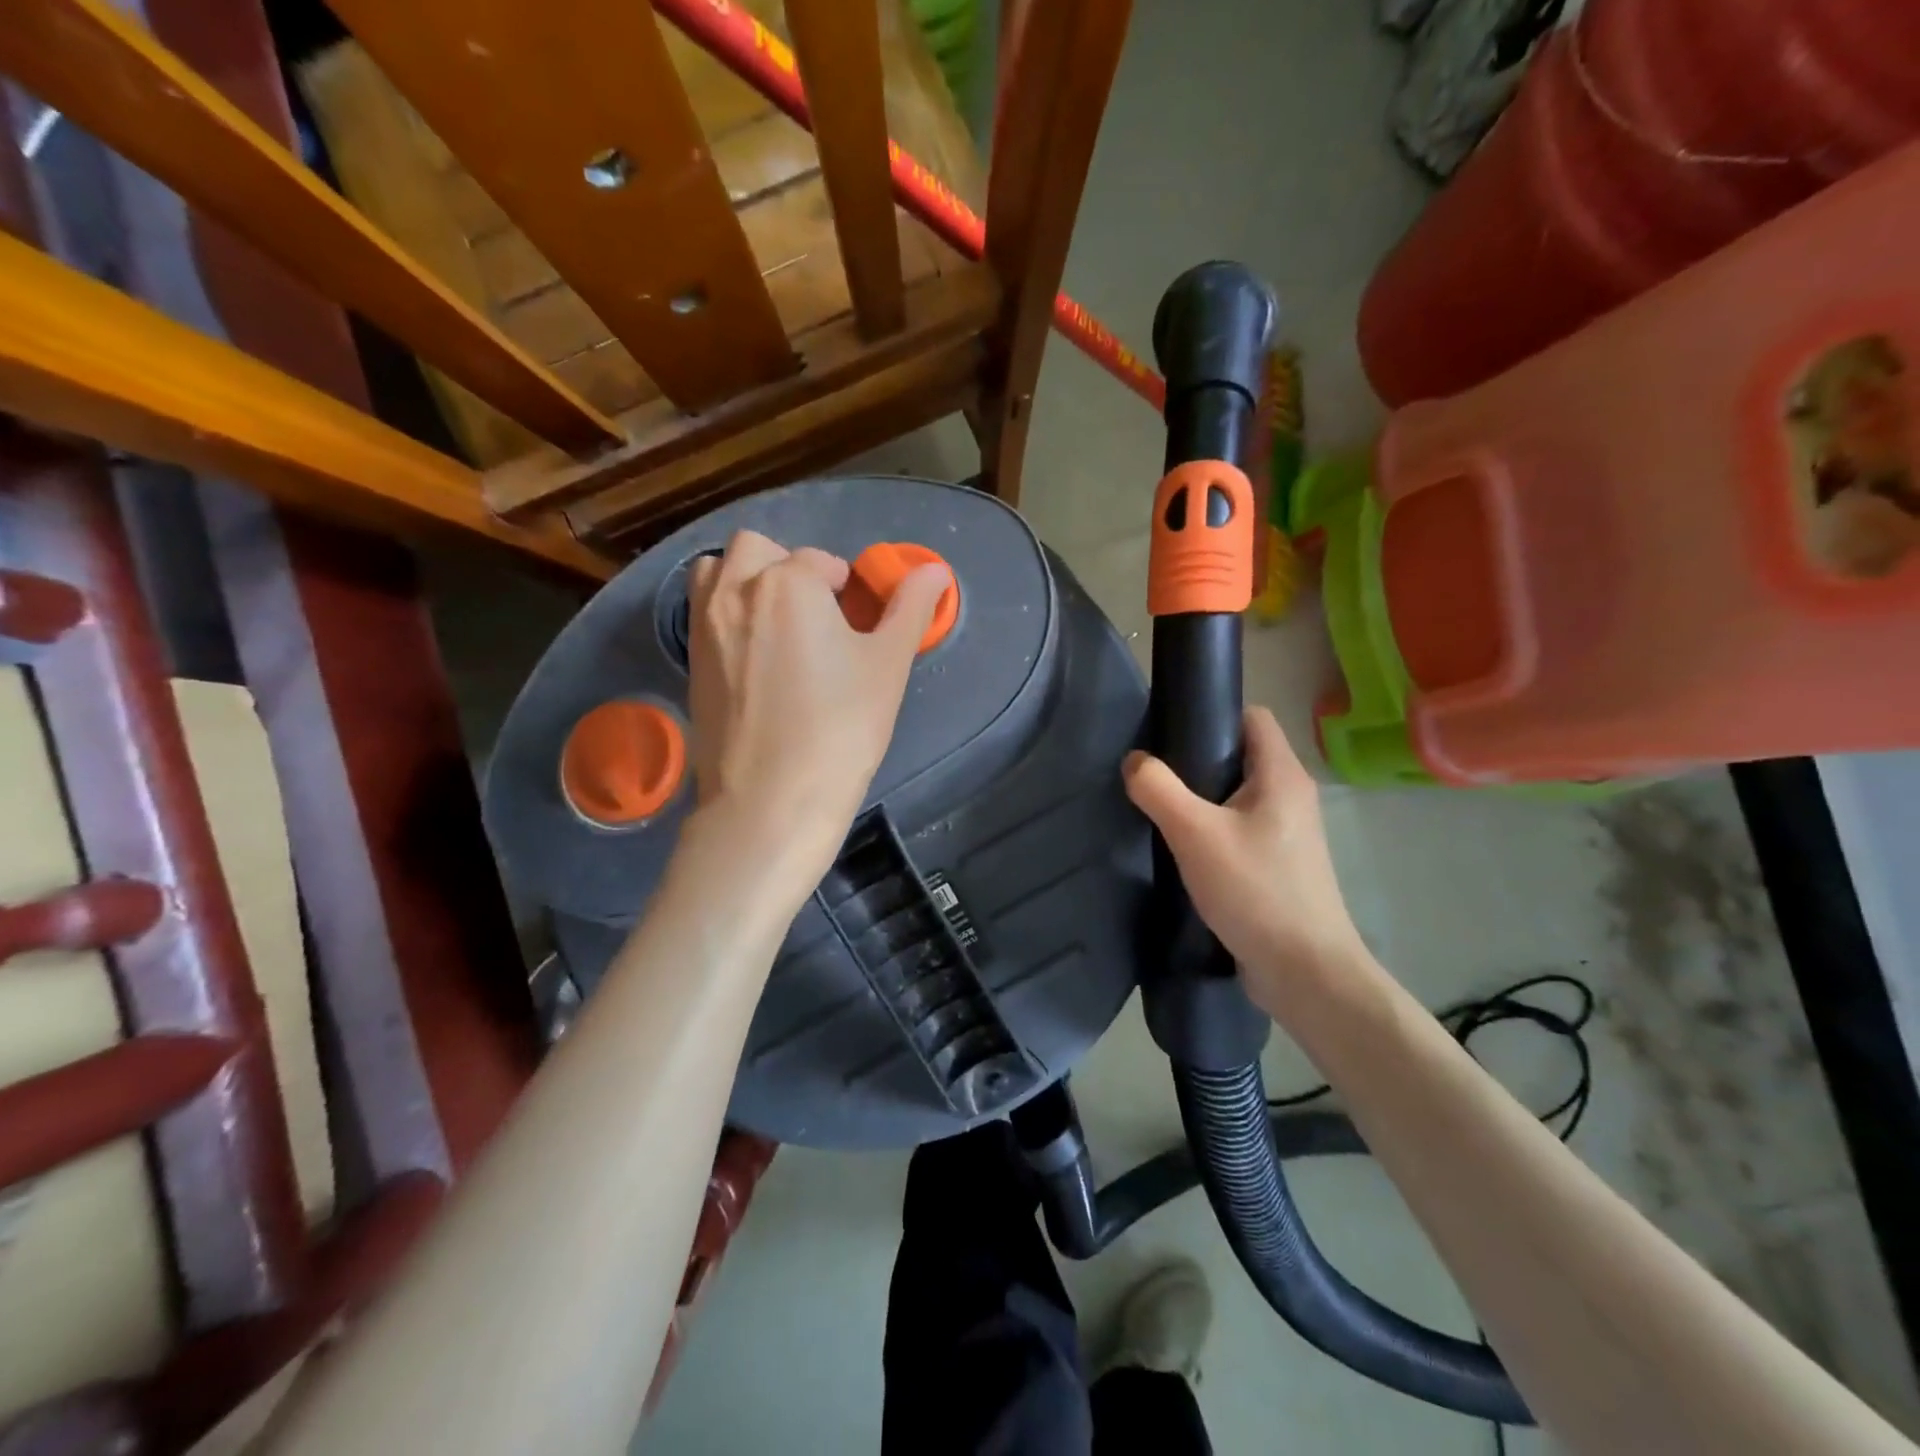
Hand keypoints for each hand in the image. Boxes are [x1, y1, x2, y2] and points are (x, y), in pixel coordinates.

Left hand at [686, 530, 949, 890]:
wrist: (772, 801)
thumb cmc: (840, 729)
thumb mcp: (888, 665)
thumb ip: (910, 608)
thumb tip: (936, 569)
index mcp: (788, 583)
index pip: (821, 562)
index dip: (844, 589)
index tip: (856, 625)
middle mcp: (736, 591)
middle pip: (758, 549)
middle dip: (788, 568)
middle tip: (816, 616)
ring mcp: (704, 626)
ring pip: (718, 572)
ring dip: (747, 581)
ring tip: (778, 626)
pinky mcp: (689, 662)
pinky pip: (702, 612)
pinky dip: (726, 613)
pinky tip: (755, 658)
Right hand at [1123, 706, 1367, 1012]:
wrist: (1305, 972)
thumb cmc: (1256, 891)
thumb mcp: (1195, 834)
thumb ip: (1159, 789)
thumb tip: (1134, 761)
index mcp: (1282, 775)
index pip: (1252, 717)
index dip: (1212, 714)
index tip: (1168, 731)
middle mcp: (1291, 796)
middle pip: (1240, 755)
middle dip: (1197, 759)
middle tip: (1153, 776)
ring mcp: (1288, 833)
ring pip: (1237, 796)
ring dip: (1201, 799)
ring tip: (1160, 812)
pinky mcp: (1278, 865)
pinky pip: (1239, 829)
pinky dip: (1211, 830)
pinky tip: (1182, 850)